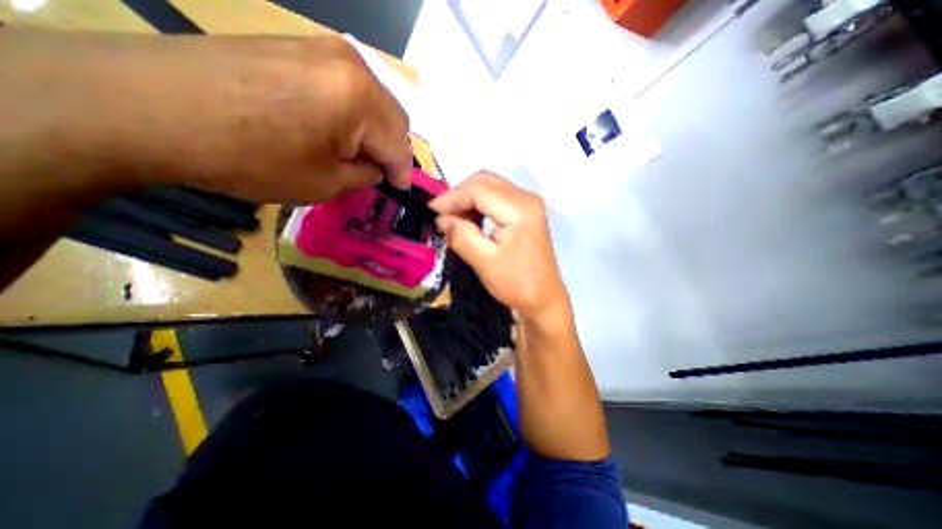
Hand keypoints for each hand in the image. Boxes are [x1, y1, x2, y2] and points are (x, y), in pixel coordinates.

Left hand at [26, 31, 412, 202]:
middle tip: (377, 171)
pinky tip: (332, 128)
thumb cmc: (250, 157)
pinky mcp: (298, 46)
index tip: (399, 190)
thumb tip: (375, 167)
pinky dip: (351, 113)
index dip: (403, 172)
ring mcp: (323, 49)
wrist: (148, 106)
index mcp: (362, 101)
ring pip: (372, 101)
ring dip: (372, 130)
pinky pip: (346, 87)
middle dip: (390, 149)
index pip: (400, 145)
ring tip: (354, 152)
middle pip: (393, 117)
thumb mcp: (324, 183)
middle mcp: (352, 66)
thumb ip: (364, 175)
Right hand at [431, 173, 569, 322]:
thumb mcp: (484, 261)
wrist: (544, 299)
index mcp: (519, 208)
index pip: (477, 189)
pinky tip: (469, 221)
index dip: (450, 198)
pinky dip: (479, 205)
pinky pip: (496, 199)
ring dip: (468, 200)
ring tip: (453, 220)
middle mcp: (526, 198)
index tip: (430, 213)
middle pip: (484, 181)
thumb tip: (440, 219)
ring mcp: (527, 204)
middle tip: (441, 216)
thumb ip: (461, 236)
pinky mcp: (525, 212)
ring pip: (489, 187)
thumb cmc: (517, 283)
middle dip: (458, 196)